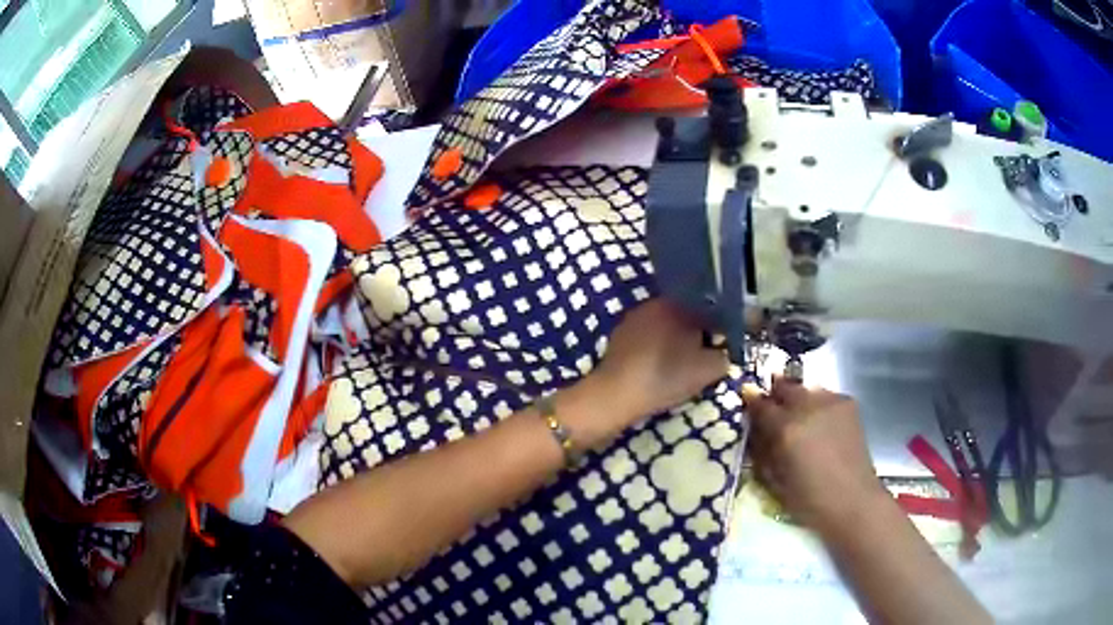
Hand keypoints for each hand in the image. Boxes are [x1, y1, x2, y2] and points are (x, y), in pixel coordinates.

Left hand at [560, 300, 727, 448]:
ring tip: (682, 365)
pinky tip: (659, 367)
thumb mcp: (709, 370)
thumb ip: (725, 356)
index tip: (724, 346)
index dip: (720, 328)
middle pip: (686, 315)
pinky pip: (647, 337)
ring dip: (675, 341)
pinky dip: (656, 348)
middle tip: (704, 357)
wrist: (616, 394)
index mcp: (678, 304)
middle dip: (696, 333)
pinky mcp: (618, 336)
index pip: (709, 308)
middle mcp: (654, 303)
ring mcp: (633, 318)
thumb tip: (725, 351)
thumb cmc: (666, 377)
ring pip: (665, 326)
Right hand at [743, 378, 885, 532]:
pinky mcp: (848, 404)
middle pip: (785, 386)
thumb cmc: (808, 500)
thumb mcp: (774, 480)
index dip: (752, 401)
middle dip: (775, 392)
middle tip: (770, 402)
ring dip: (797, 396)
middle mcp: (808, 407)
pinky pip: (825, 395)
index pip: (761, 404)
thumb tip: (754, 430)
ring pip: (806, 388)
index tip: (746, 398)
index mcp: (786, 429)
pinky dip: (816, 403)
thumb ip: (762, 450)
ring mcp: (831, 402)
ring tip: (795, 412)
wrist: (852, 500)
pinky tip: (817, 419)